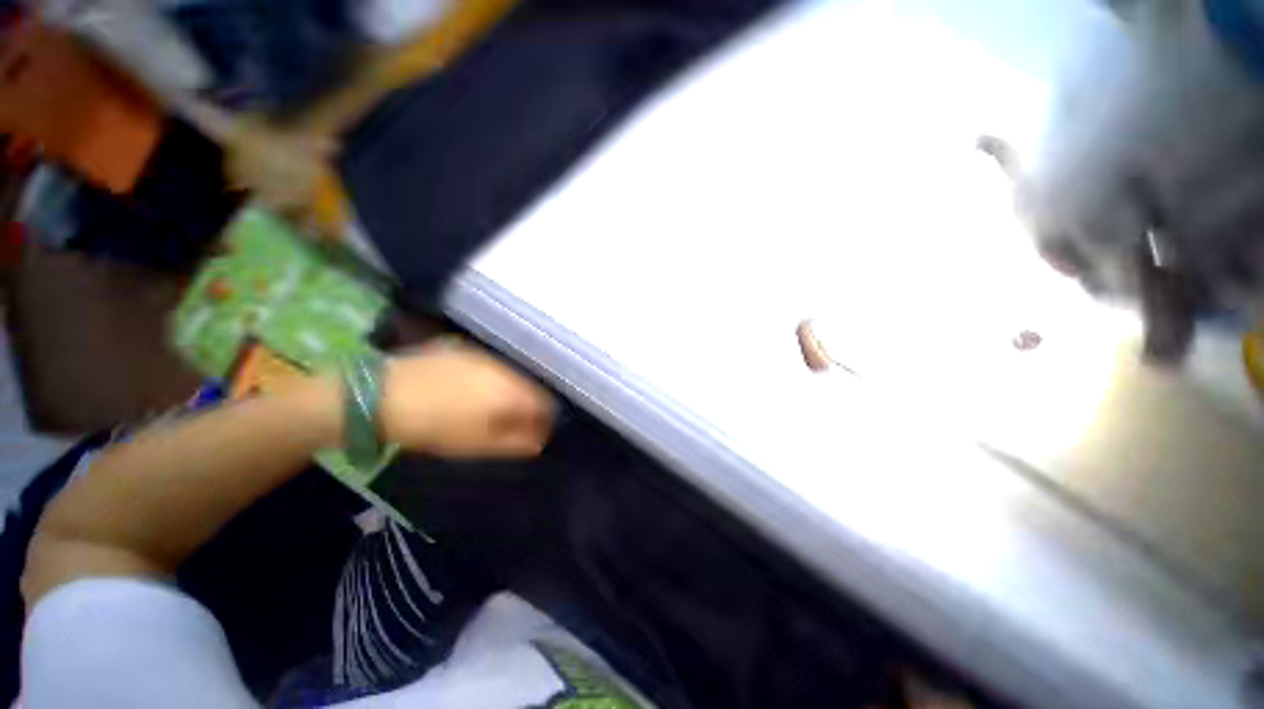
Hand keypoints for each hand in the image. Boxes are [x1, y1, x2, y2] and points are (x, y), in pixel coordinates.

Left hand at [379, 346, 554, 457]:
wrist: (384, 394)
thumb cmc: (435, 426)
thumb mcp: (478, 444)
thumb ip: (516, 443)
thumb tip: (540, 441)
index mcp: (513, 392)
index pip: (546, 405)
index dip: (545, 422)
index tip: (534, 436)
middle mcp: (506, 369)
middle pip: (532, 388)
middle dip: (528, 407)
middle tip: (511, 424)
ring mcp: (487, 357)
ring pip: (513, 376)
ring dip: (511, 392)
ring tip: (492, 408)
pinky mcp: (468, 350)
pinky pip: (494, 367)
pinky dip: (494, 380)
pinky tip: (474, 391)